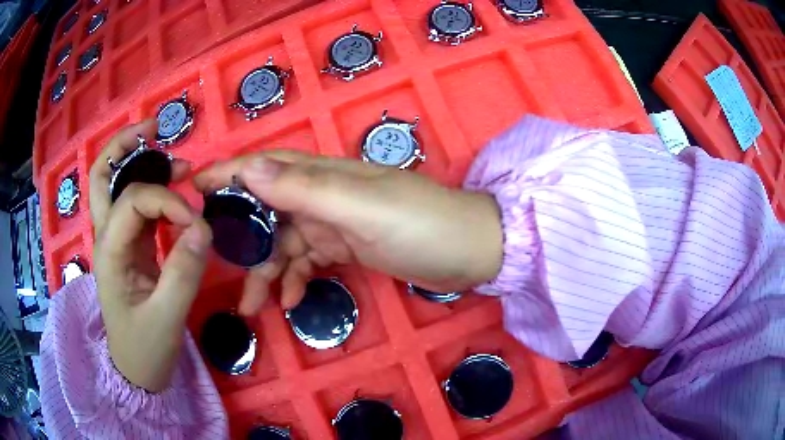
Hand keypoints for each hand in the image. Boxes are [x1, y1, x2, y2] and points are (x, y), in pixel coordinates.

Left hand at [90, 120, 211, 391]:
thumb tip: (202, 227)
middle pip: (102, 174)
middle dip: (125, 145)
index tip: (196, 224)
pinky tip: (175, 193)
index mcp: (109, 251)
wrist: (136, 371)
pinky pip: (137, 206)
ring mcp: (117, 240)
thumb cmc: (145, 349)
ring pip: (117, 184)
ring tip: (175, 162)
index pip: (134, 200)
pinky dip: (154, 190)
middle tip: (155, 129)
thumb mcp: (166, 318)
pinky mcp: (130, 248)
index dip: (168, 201)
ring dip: (141, 163)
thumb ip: (183, 273)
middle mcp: (107, 236)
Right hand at [194, 151, 502, 315]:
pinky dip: (296, 279)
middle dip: (241, 238)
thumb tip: (249, 169)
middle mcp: (324, 194)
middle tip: (216, 266)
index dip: (227, 174)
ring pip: (285, 243)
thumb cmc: (422, 225)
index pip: (264, 167)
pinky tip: (292, 302)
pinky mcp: (348, 247)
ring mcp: (335, 222)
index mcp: (324, 175)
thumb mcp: (361, 208)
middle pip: (267, 210)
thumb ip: (305, 190)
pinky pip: (309, 261)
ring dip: (267, 273)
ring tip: (252, 307)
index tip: (192, 190)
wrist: (472, 251)